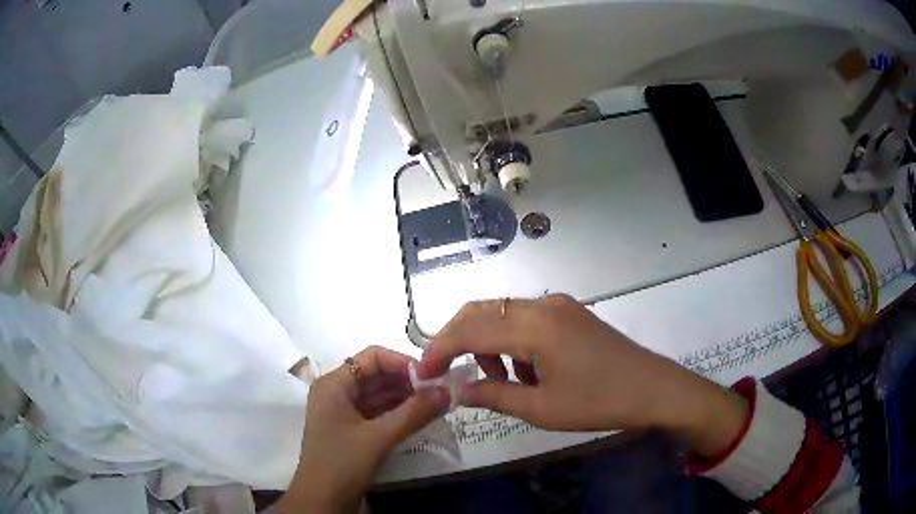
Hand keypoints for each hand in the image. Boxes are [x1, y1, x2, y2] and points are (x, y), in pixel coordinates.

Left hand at [279, 346, 449, 512]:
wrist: (322, 500)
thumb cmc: (342, 463)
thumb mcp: (379, 437)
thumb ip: (414, 413)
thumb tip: (448, 391)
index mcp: (333, 384)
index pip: (371, 358)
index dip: (402, 362)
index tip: (432, 376)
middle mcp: (336, 392)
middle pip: (375, 375)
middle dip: (407, 381)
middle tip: (440, 390)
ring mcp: (343, 412)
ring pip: (378, 394)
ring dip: (405, 397)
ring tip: (436, 402)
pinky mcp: (351, 430)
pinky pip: (377, 412)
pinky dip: (397, 412)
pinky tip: (420, 416)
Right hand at [418, 295, 747, 455]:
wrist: (654, 389)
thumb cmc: (599, 402)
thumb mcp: (542, 408)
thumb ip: (493, 395)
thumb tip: (457, 390)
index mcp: (536, 326)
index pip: (471, 329)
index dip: (440, 349)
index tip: (424, 372)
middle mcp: (544, 305)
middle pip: (483, 311)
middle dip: (457, 339)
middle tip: (447, 371)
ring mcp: (560, 305)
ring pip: (504, 315)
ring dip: (488, 343)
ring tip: (499, 381)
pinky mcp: (570, 313)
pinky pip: (527, 320)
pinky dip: (512, 342)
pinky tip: (527, 371)